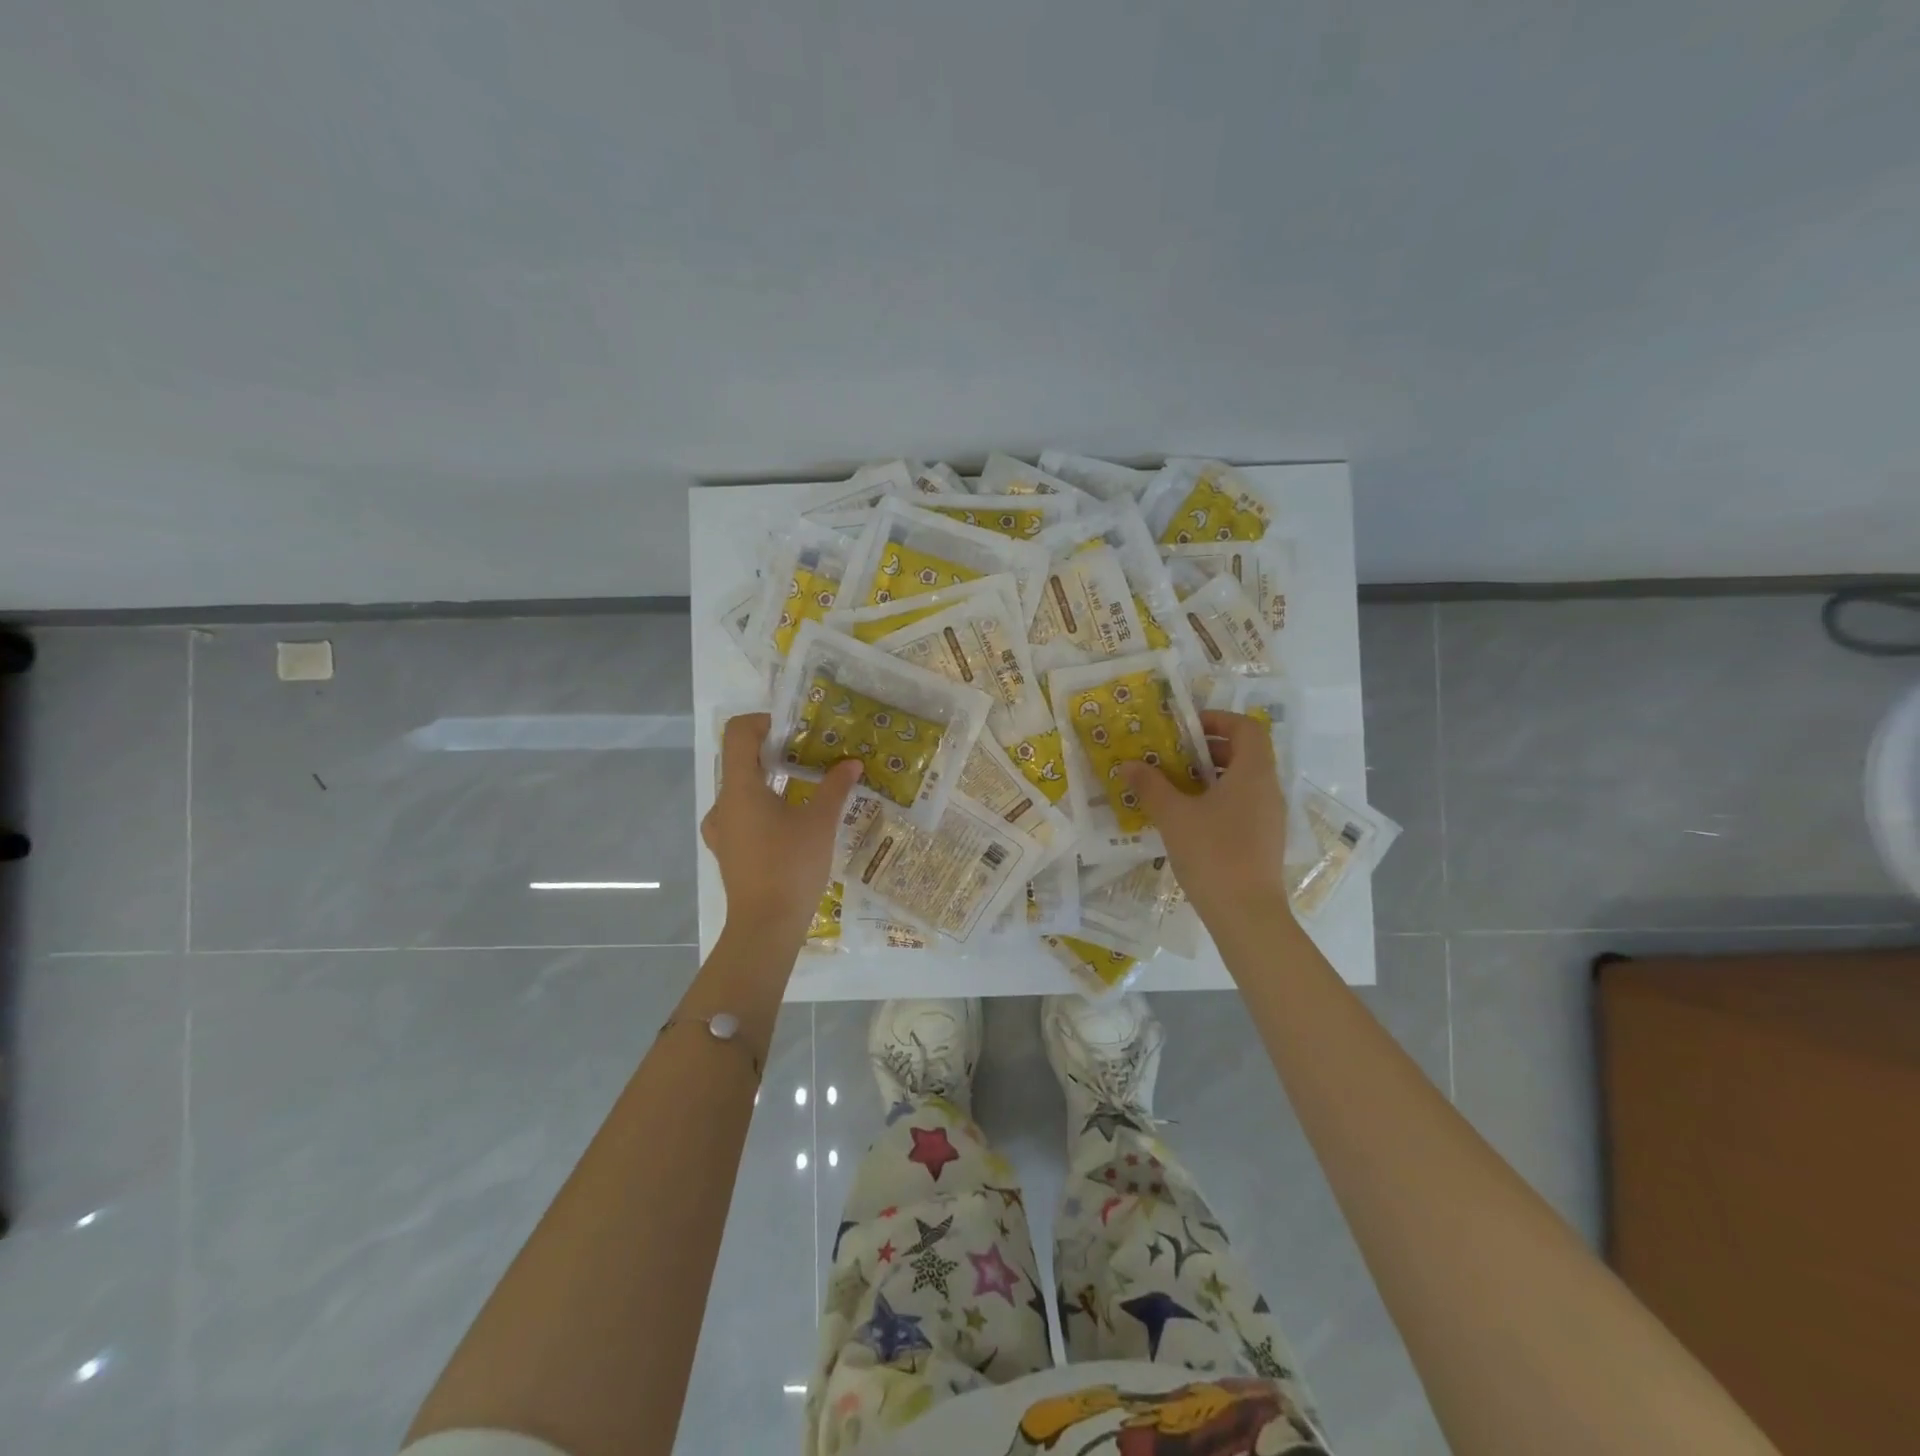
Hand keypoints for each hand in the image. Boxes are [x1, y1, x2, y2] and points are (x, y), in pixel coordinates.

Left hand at [702, 713, 863, 936]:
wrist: (765, 926)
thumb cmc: (791, 866)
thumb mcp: (820, 823)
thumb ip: (835, 788)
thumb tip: (851, 763)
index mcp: (740, 788)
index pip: (738, 733)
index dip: (763, 721)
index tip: (793, 729)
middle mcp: (723, 803)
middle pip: (740, 760)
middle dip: (774, 751)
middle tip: (808, 757)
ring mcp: (721, 829)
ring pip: (741, 789)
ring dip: (768, 780)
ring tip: (802, 789)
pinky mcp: (728, 850)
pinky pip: (741, 814)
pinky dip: (762, 806)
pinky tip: (788, 822)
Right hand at [1120, 710, 1290, 923]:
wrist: (1246, 913)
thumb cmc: (1212, 853)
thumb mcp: (1173, 815)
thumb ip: (1151, 786)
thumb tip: (1129, 764)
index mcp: (1253, 773)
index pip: (1247, 728)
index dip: (1218, 720)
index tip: (1187, 728)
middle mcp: (1268, 789)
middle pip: (1245, 753)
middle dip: (1208, 749)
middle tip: (1173, 756)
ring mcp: (1269, 817)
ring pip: (1243, 781)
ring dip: (1211, 776)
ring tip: (1175, 786)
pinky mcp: (1264, 840)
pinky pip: (1243, 805)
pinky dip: (1218, 800)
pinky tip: (1189, 818)